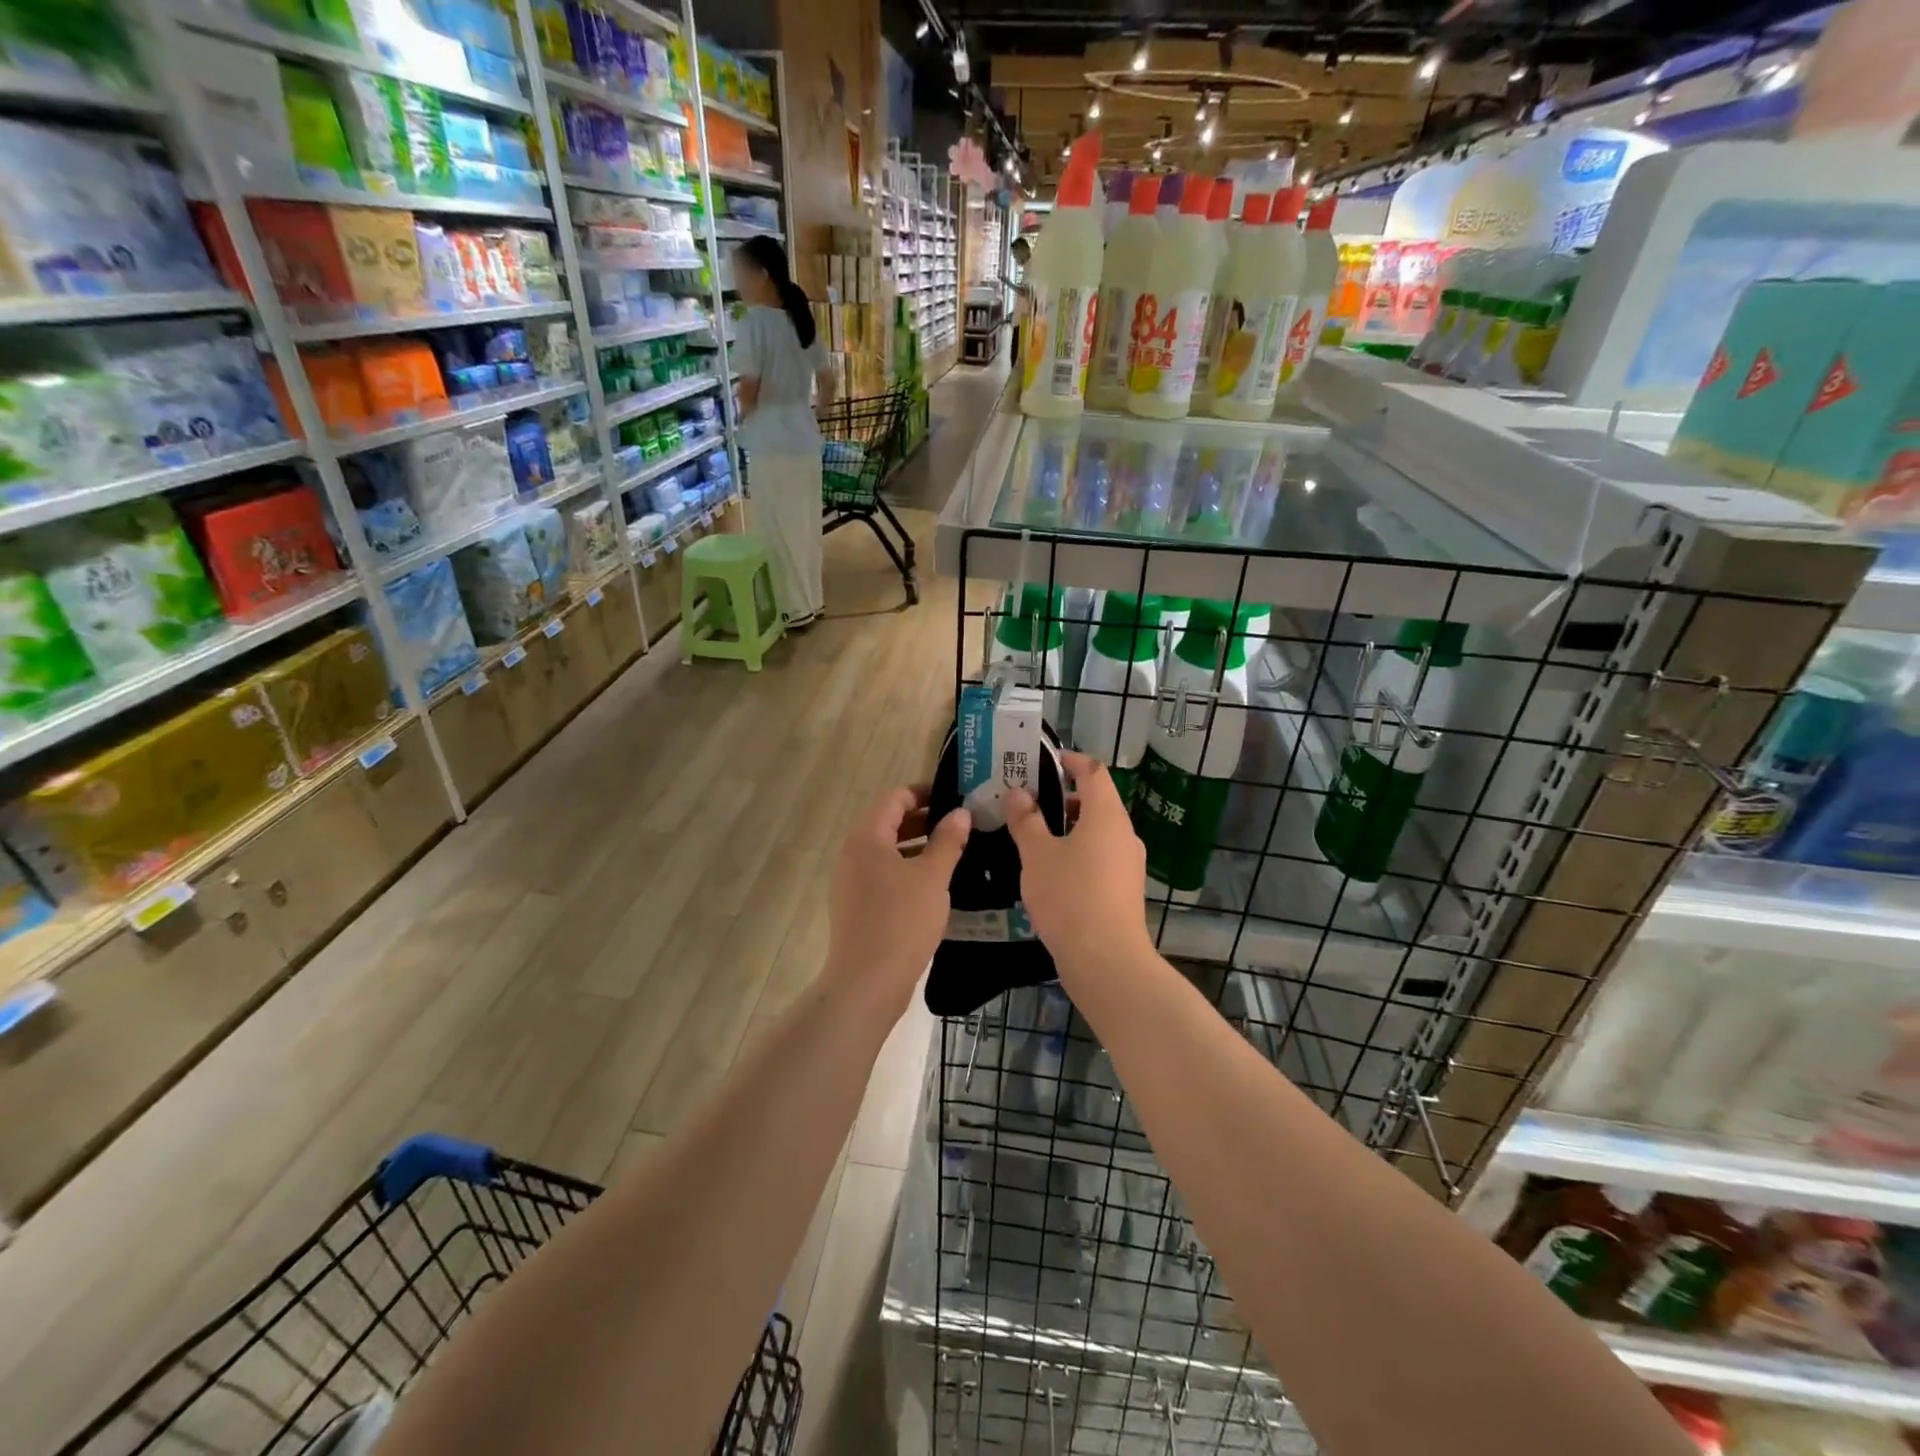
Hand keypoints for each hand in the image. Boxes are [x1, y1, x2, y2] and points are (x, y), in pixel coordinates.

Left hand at [825, 786, 969, 1016]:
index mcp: (866, 838)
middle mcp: (852, 853)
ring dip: (919, 847)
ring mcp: (851, 881)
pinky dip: (908, 870)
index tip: (955, 797)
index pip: (895, 798)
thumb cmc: (901, 922)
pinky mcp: (857, 905)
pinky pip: (884, 874)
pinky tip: (936, 885)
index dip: (925, 793)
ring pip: (888, 851)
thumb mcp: (933, 877)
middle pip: (889, 822)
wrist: (867, 983)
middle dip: (925, 820)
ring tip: (955, 852)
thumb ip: (948, 841)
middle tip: (962, 824)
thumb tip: (960, 813)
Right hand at [1005, 752, 1153, 975]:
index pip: (1094, 771)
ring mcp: (1129, 863)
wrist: (1106, 960)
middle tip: (1029, 803)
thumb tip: (1019, 793)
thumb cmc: (1069, 897)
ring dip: (1069, 828)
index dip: (1072, 761)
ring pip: (1098, 832)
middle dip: (1064, 798)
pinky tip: (1052, 873)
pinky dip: (1078, 852)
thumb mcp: (1037, 855)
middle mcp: (1124, 833)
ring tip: (1034, 839)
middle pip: (1097, 802)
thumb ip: (1026, 820)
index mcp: (1106, 815)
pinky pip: (1101, 857)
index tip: (1047, 761)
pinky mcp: (1125, 890)